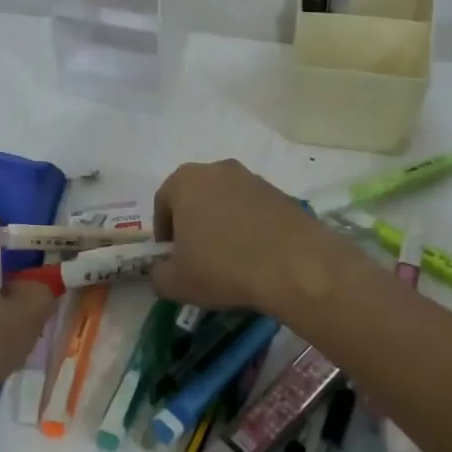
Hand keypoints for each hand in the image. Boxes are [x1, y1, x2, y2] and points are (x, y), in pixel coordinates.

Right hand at [151, 159, 359, 317]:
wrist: (294, 264)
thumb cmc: (222, 267)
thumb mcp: (175, 282)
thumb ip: (157, 275)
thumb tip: (162, 271)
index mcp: (185, 180)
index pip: (163, 203)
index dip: (164, 233)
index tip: (171, 258)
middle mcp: (217, 169)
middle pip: (196, 197)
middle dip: (193, 224)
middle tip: (198, 257)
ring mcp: (253, 178)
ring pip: (226, 202)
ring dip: (222, 225)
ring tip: (229, 259)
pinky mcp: (281, 193)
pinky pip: (254, 210)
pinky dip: (249, 228)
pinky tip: (255, 256)